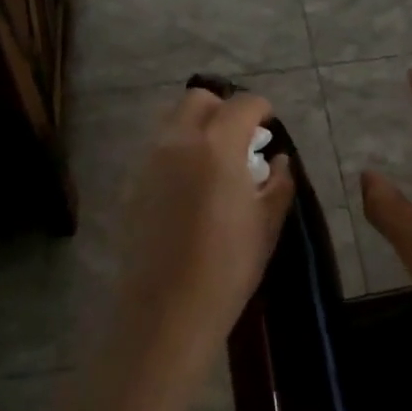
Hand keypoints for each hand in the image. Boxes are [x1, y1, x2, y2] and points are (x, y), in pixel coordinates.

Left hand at [110, 90, 294, 386]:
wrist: (166, 311)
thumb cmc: (227, 267)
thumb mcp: (267, 224)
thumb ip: (279, 183)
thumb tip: (280, 160)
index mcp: (217, 145)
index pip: (242, 104)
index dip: (261, 109)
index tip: (269, 126)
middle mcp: (178, 140)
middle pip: (199, 100)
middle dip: (224, 109)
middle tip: (241, 139)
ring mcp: (148, 160)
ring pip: (172, 121)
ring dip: (197, 127)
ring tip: (216, 162)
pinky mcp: (132, 183)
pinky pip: (157, 149)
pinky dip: (177, 151)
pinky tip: (191, 187)